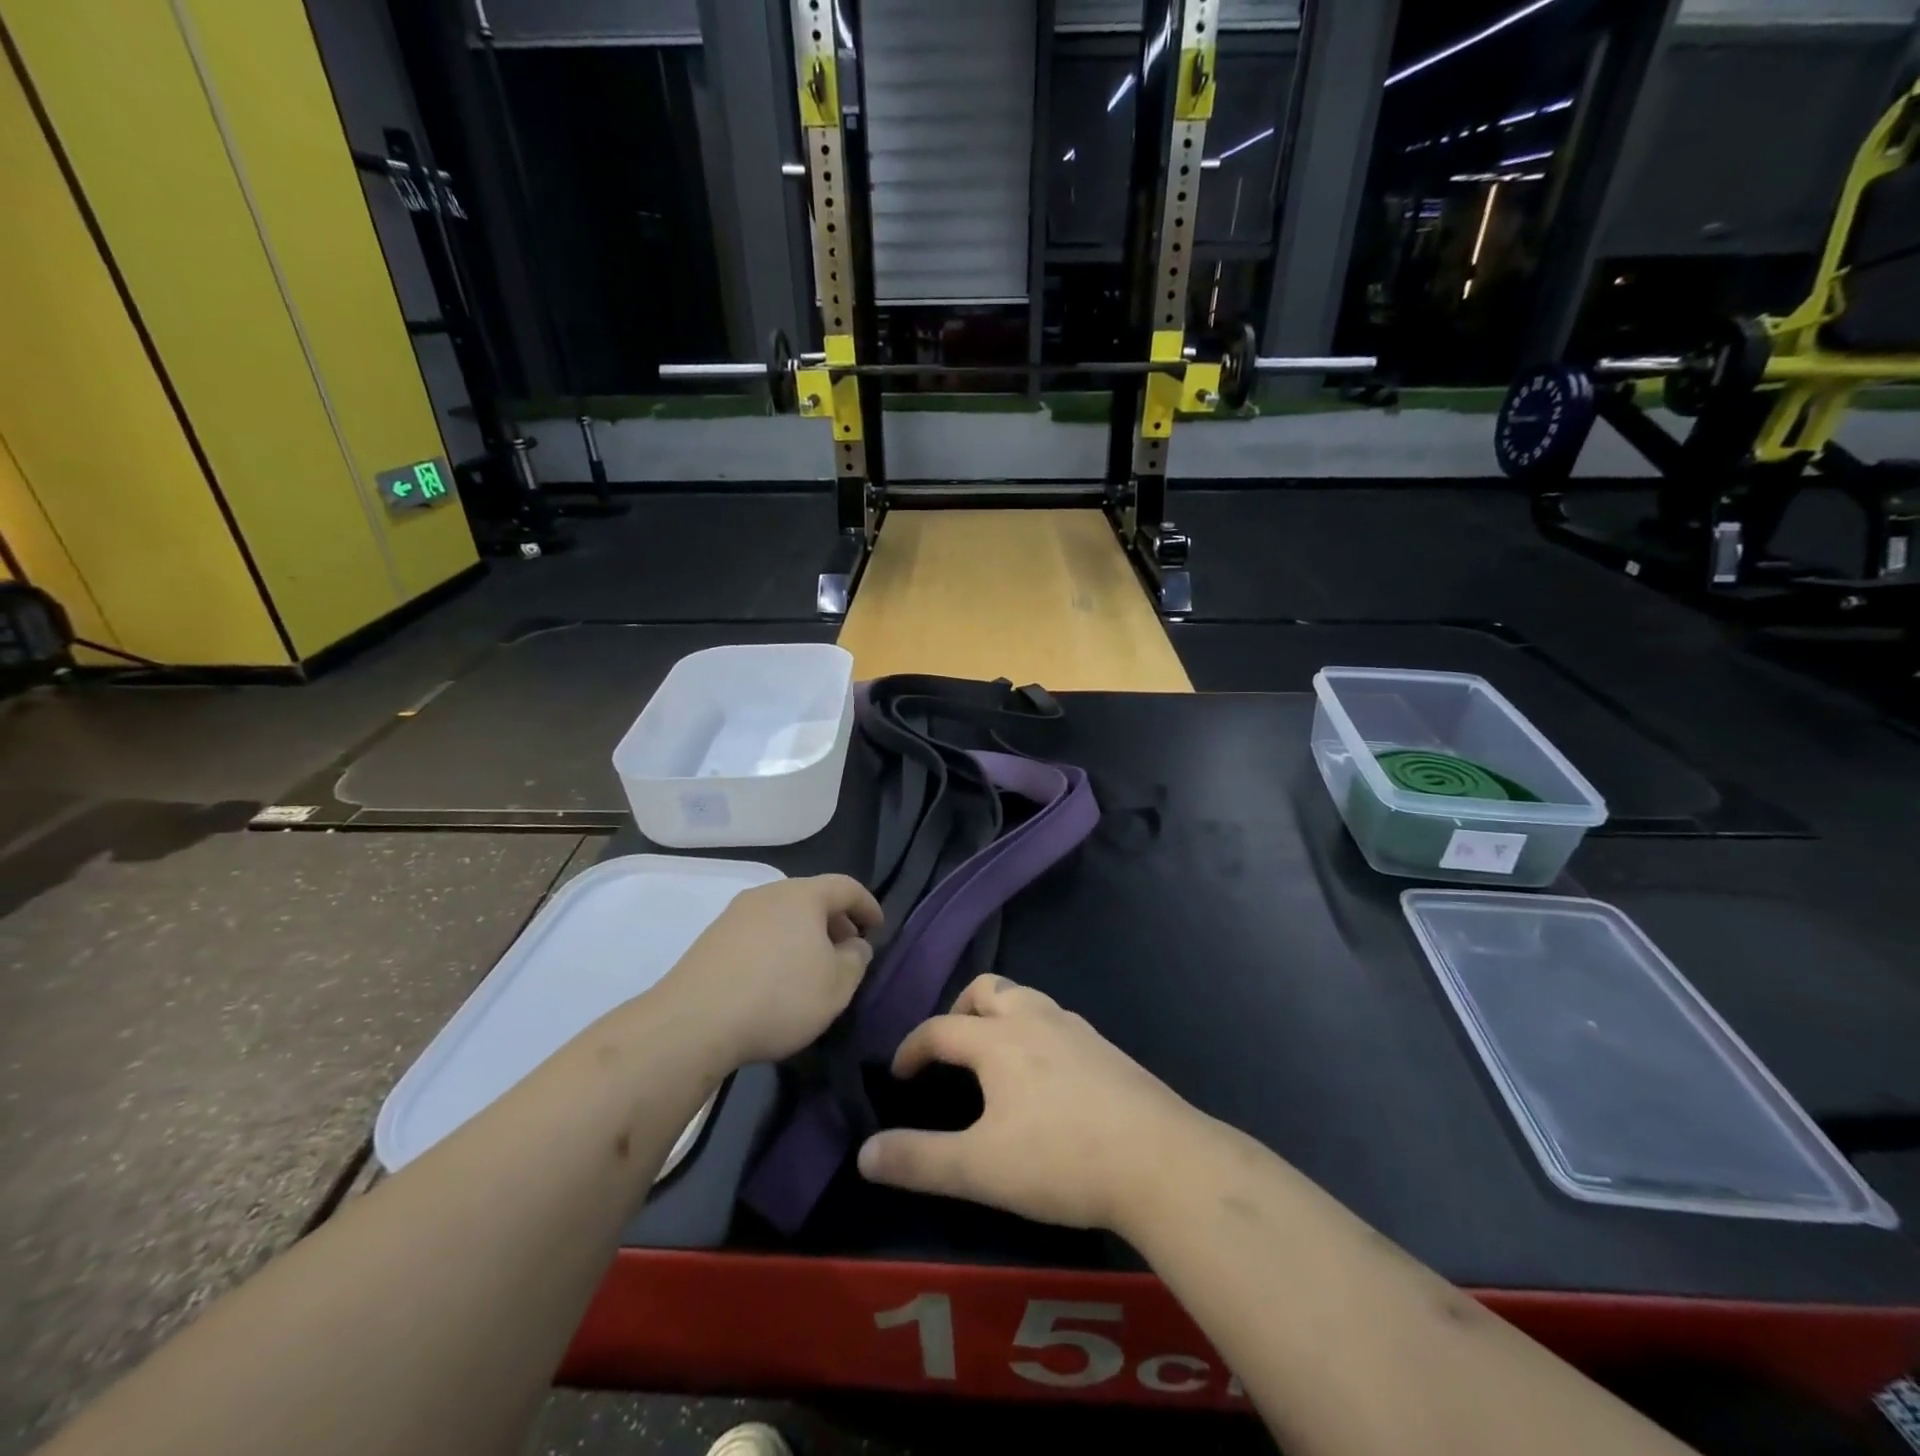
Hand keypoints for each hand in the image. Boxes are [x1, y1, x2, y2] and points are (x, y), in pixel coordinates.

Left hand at [658, 874, 881, 1072]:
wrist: (693, 1022)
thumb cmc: (779, 997)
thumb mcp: (837, 986)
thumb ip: (856, 960)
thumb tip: (854, 945)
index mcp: (803, 895)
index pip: (846, 887)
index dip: (868, 905)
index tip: (878, 927)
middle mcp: (768, 894)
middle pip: (811, 897)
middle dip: (835, 920)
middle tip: (848, 949)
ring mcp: (735, 914)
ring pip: (782, 915)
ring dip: (804, 934)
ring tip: (812, 967)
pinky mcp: (711, 939)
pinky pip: (758, 933)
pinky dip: (777, 946)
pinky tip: (775, 979)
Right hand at [856, 974, 1198, 1230]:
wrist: (1160, 1161)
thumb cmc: (1061, 1159)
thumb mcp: (980, 1169)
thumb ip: (919, 1160)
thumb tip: (864, 1153)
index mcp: (999, 1039)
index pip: (940, 1029)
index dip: (912, 1047)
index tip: (899, 1073)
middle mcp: (1036, 1019)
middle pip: (989, 989)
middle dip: (961, 1010)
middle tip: (951, 1048)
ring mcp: (1077, 1030)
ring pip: (1028, 999)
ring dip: (1002, 1016)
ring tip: (995, 1057)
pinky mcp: (1107, 1049)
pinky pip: (1058, 1022)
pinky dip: (1037, 1033)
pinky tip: (1046, 1077)